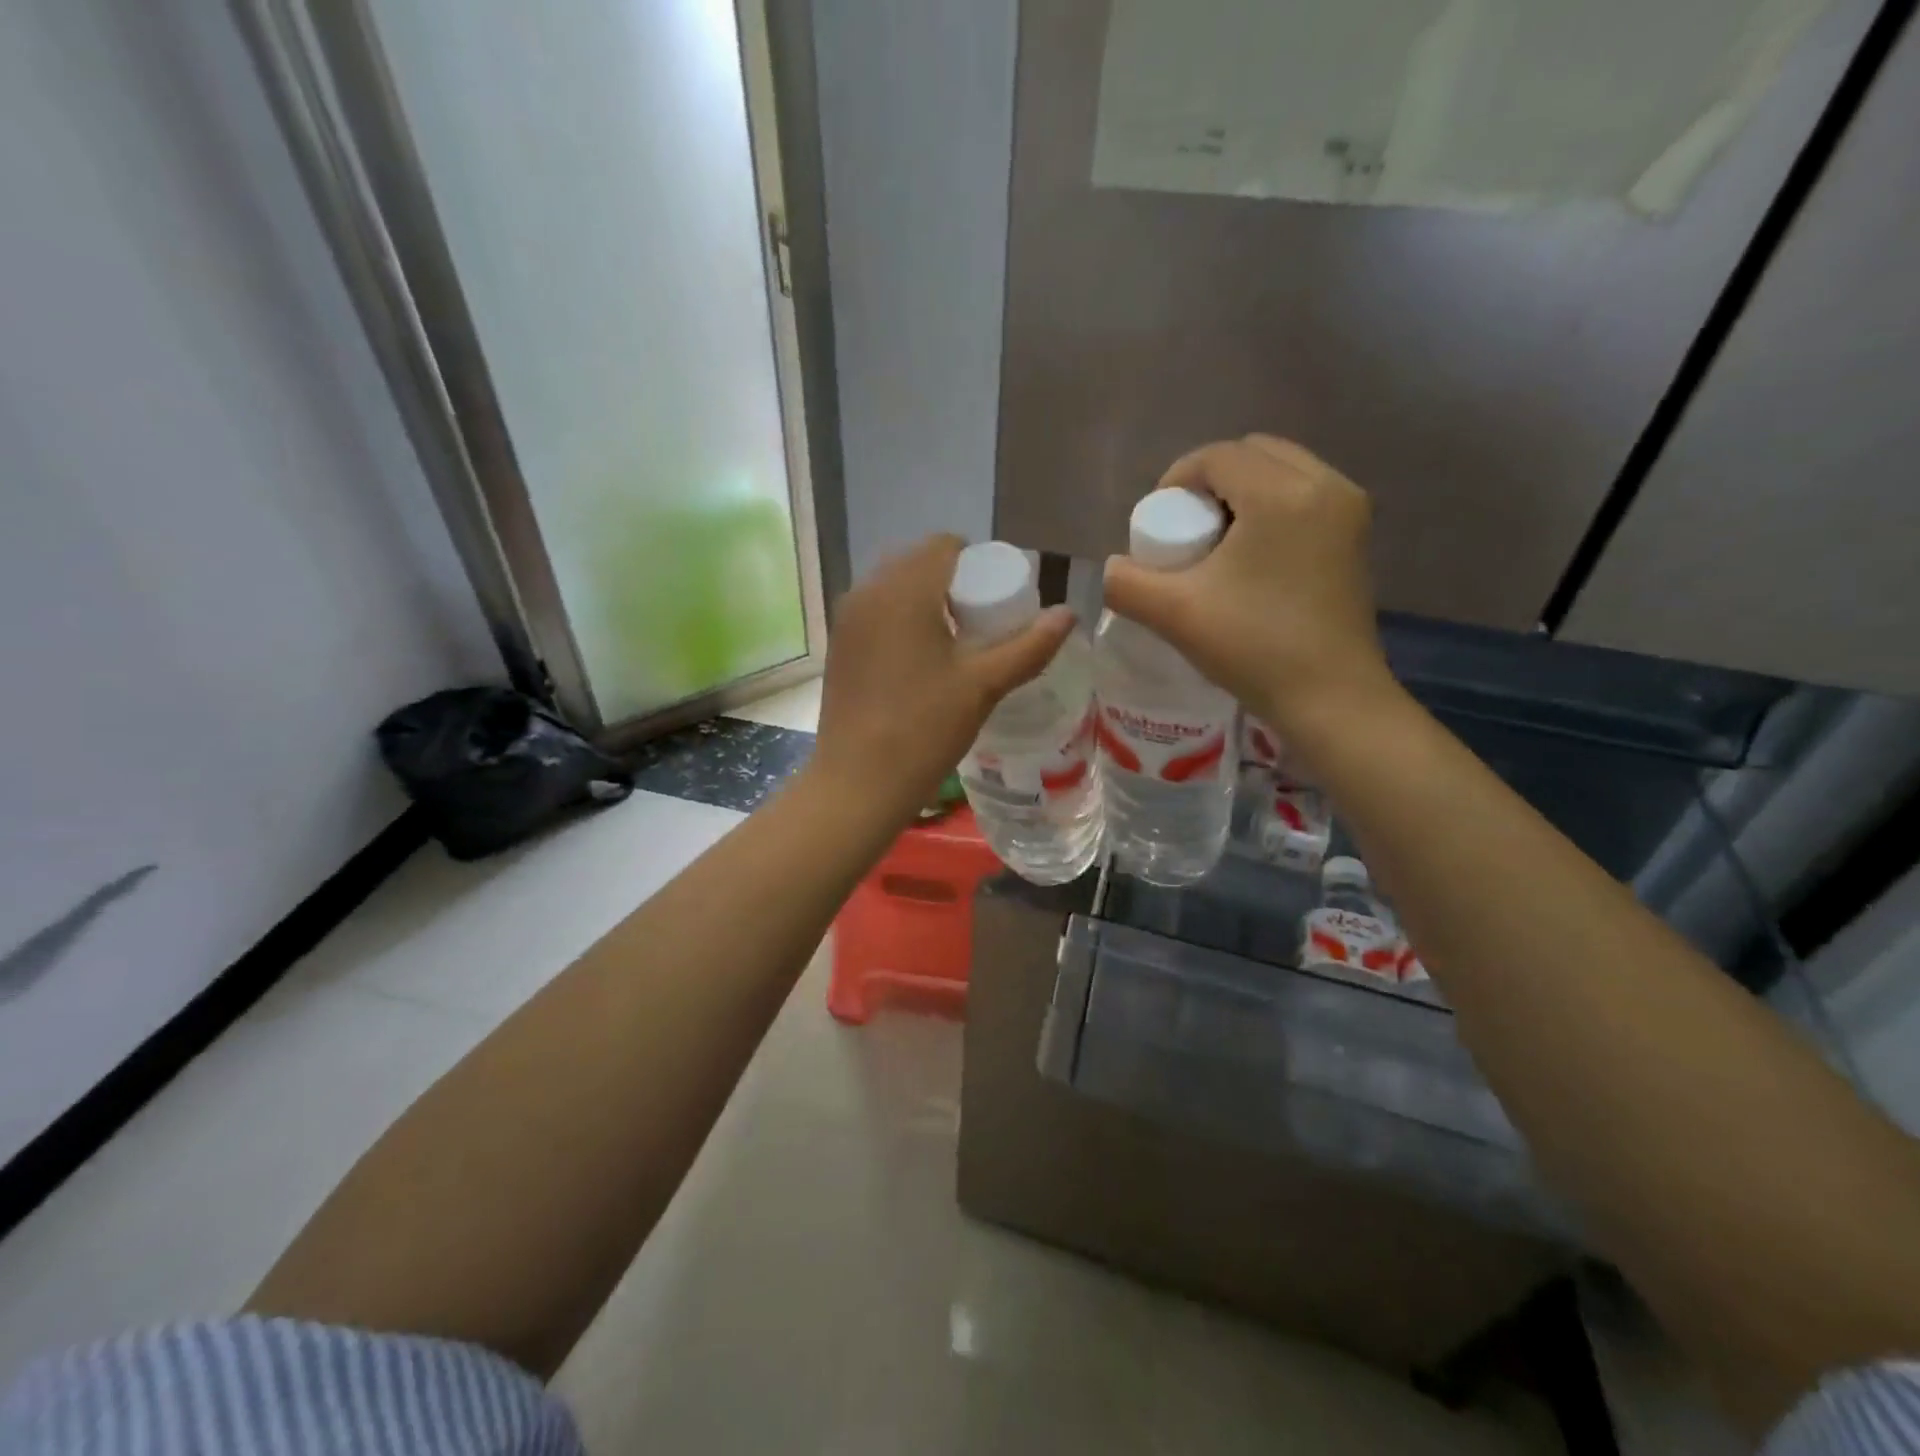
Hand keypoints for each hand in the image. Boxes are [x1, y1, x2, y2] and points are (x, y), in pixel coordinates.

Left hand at [812, 534, 1075, 821]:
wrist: (858, 782)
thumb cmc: (924, 728)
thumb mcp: (983, 685)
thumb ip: (1029, 647)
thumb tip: (1068, 614)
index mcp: (904, 589)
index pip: (945, 545)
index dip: (978, 562)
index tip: (998, 597)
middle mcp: (868, 590)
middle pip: (918, 562)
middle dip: (953, 581)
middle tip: (982, 621)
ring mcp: (847, 618)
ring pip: (894, 586)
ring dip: (926, 599)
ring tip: (954, 641)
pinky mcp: (838, 645)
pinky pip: (876, 611)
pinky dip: (901, 618)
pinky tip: (920, 658)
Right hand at [1102, 435, 1392, 731]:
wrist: (1329, 698)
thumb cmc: (1254, 647)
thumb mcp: (1174, 614)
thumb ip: (1126, 583)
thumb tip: (1113, 568)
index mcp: (1281, 494)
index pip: (1217, 456)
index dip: (1177, 478)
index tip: (1158, 522)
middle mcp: (1325, 485)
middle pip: (1254, 452)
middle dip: (1211, 480)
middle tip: (1188, 528)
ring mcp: (1349, 509)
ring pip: (1283, 471)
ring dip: (1243, 491)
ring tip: (1219, 541)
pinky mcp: (1357, 535)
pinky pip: (1305, 495)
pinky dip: (1272, 506)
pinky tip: (1253, 555)